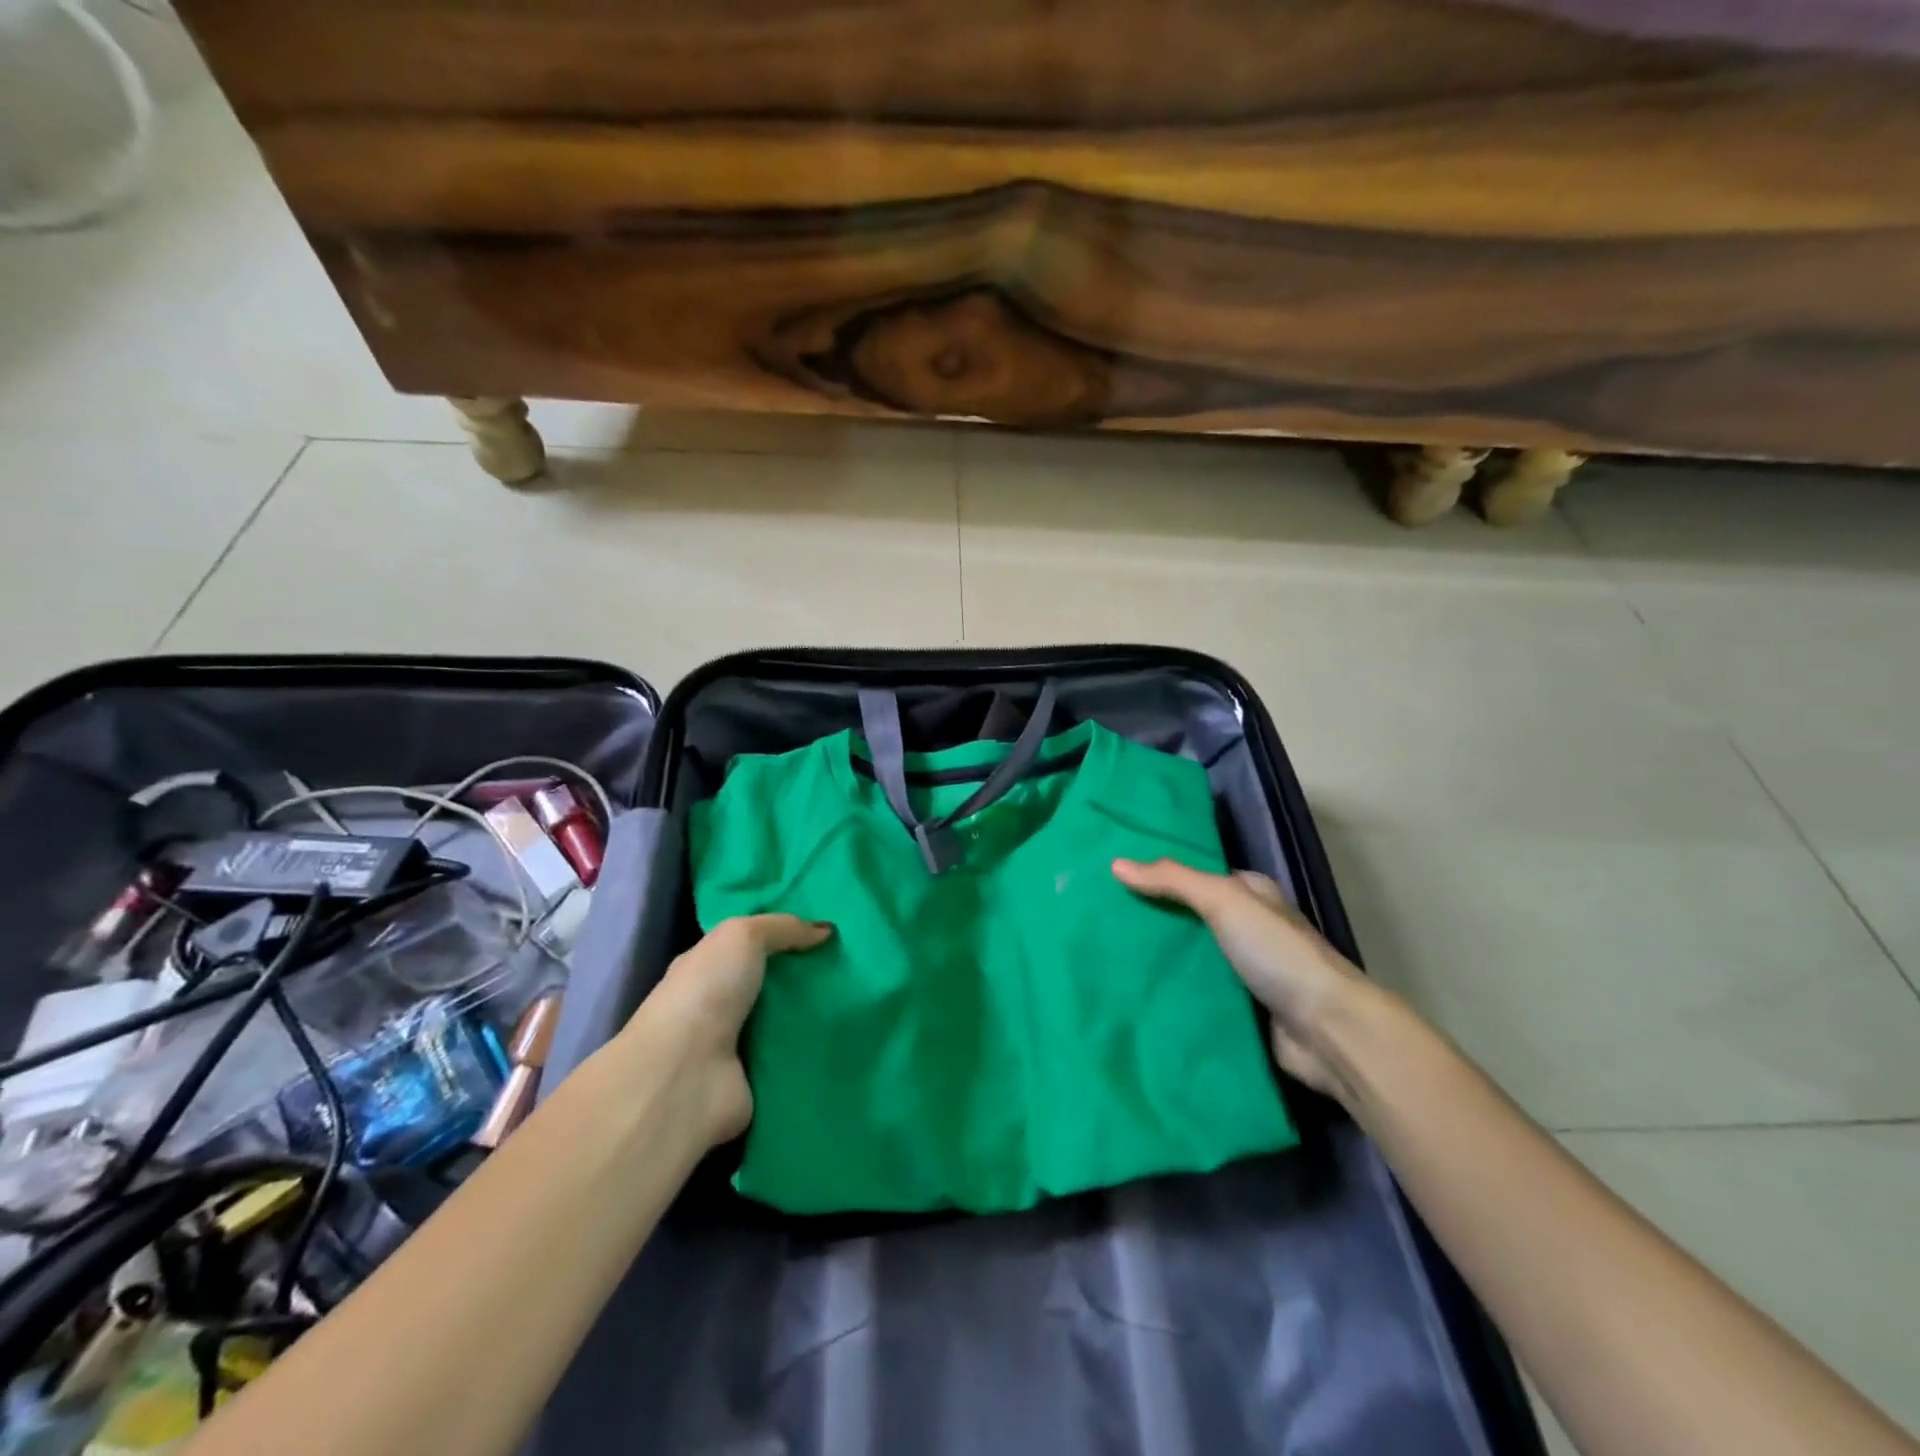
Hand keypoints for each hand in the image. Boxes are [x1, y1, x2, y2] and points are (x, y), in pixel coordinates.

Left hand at [629, 915, 831, 1145]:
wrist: (686, 1075)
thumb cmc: (707, 992)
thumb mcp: (742, 936)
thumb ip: (783, 928)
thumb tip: (825, 930)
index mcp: (705, 969)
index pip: (747, 948)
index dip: (783, 937)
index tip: (827, 932)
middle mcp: (717, 1007)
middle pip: (772, 986)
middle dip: (807, 977)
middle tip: (850, 965)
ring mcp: (736, 1047)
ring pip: (786, 1023)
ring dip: (816, 1016)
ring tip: (860, 999)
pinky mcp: (756, 1082)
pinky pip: (794, 1060)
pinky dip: (817, 1053)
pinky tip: (849, 1039)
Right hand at [1112, 859, 1371, 1100]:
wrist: (1327, 1030)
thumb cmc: (1276, 952)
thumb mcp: (1223, 901)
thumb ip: (1172, 880)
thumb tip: (1116, 864)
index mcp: (1252, 895)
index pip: (1197, 877)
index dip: (1160, 876)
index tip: (1114, 880)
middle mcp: (1250, 929)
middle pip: (1191, 919)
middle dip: (1154, 920)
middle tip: (1101, 920)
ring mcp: (1247, 972)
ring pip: (1192, 959)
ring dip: (1160, 961)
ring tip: (1106, 957)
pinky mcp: (1242, 1011)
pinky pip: (1197, 996)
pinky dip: (1173, 995)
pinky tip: (1135, 994)